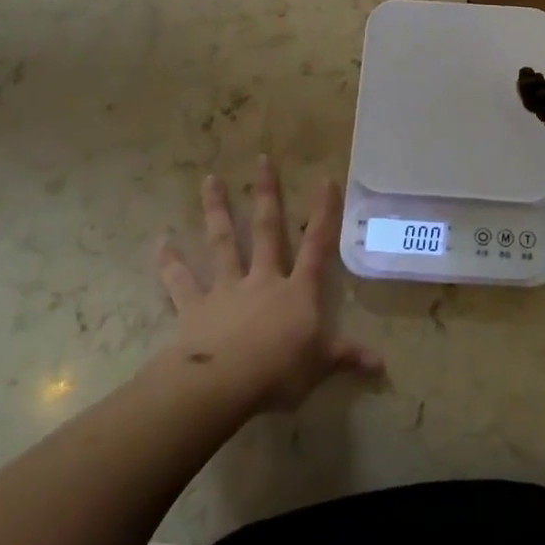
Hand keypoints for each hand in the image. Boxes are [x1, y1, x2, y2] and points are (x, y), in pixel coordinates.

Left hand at [158, 157, 381, 411]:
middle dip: (265, 194)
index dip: (323, 213)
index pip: (317, 245)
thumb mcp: (320, 366)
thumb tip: (383, 364)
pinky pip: (180, 281)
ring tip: (209, 179)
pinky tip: (161, 242)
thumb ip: (347, 357)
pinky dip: (170, 262)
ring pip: (223, 242)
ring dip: (216, 210)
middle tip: (261, 160)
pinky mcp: (195, 307)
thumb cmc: (279, 371)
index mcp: (297, 291)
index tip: (325, 179)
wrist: (223, 383)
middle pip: (266, 230)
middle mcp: (263, 279)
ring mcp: (226, 289)